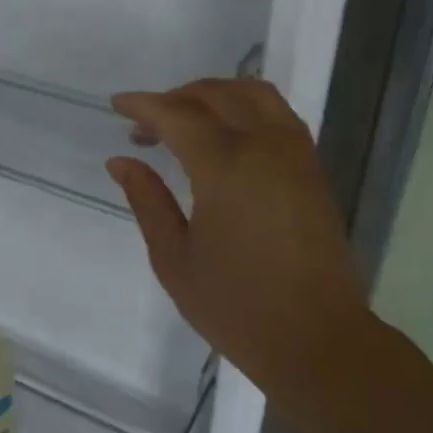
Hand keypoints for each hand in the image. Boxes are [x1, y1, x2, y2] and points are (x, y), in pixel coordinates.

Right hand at [108, 80, 371, 418]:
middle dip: (176, 97)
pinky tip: (227, 135)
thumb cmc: (234, 305)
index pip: (178, 115)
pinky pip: (278, 115)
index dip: (144, 105)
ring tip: (186, 119)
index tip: (117, 105)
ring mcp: (296, 155)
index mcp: (225, 166)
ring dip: (215, 94)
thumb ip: (147, 201)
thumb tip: (121, 161)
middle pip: (217, 95)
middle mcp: (265, 146)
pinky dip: (246, 108)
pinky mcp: (313, 170)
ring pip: (255, 94)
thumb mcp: (173, 258)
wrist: (315, 337)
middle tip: (145, 123)